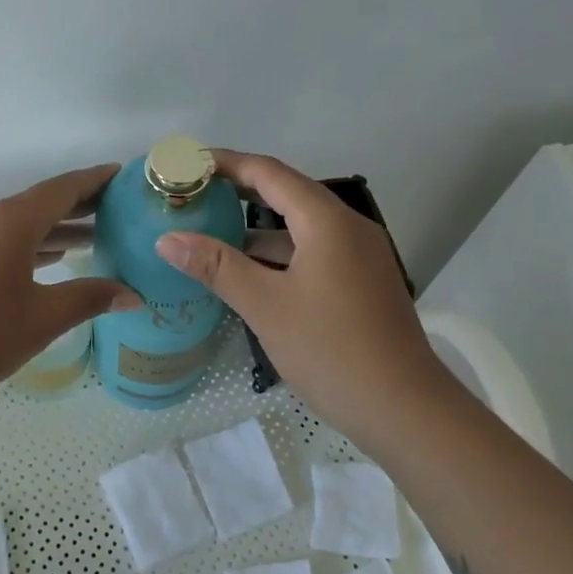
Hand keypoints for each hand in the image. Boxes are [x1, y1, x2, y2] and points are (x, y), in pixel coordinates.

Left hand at [0, 164, 139, 405]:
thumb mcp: (41, 319)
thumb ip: (88, 300)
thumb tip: (133, 294)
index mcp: (11, 222)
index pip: (63, 188)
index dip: (96, 180)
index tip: (123, 175)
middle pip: (42, 202)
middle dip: (81, 204)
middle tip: (119, 209)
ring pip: (22, 223)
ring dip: (57, 227)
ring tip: (95, 236)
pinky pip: (3, 239)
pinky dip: (32, 243)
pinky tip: (50, 258)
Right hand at [154, 150, 441, 448]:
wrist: (405, 409)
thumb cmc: (331, 350)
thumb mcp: (266, 306)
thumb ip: (217, 267)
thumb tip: (167, 239)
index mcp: (327, 221)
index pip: (270, 173)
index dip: (228, 163)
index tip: (189, 164)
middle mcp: (348, 227)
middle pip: (287, 193)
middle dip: (240, 191)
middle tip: (195, 194)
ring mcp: (360, 256)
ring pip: (301, 226)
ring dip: (259, 227)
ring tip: (212, 233)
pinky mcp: (363, 282)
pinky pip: (314, 251)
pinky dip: (280, 253)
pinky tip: (251, 274)